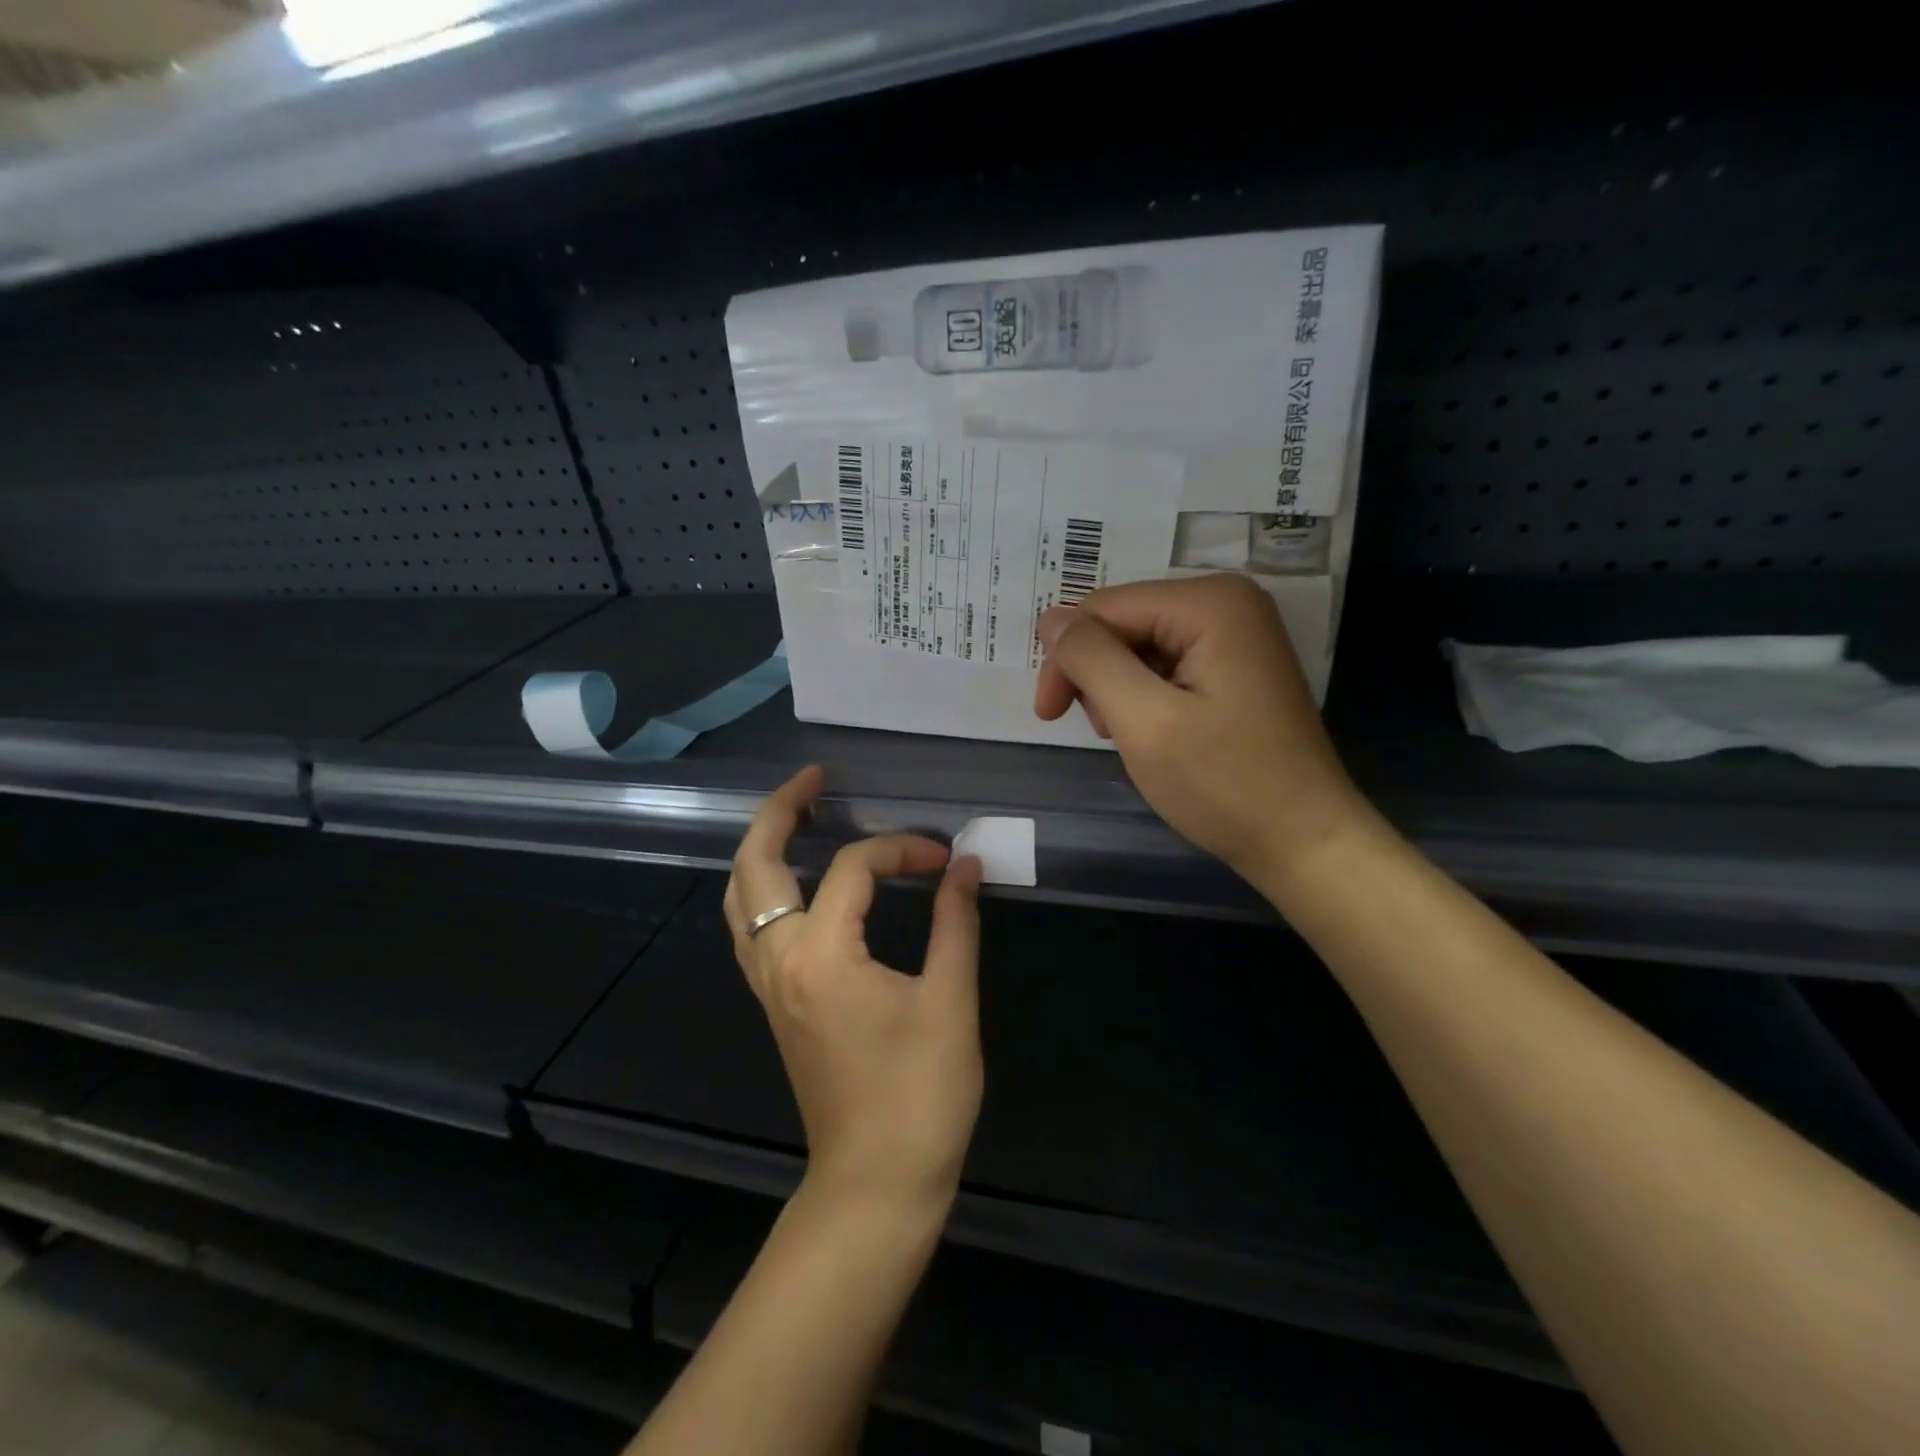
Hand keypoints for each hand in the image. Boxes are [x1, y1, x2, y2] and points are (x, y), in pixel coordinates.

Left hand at [724, 765, 984, 1208]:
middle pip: (755, 867)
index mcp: (821, 955)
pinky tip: (795, 883)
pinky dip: (764, 889)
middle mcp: (779, 962)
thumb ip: (956, 923)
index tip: (944, 861)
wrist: (877, 1183)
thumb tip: (965, 865)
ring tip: (796, 816)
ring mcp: (769, 985)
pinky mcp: (776, 1004)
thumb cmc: (921, 1095)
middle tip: (812, 779)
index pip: (853, 869)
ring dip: (762, 849)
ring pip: (740, 899)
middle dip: (779, 812)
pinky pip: (751, 928)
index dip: (902, 850)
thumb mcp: (950, 1001)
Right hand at [1035, 573, 1372, 887]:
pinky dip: (1146, 697)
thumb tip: (1051, 620)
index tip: (1048, 717)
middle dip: (1098, 676)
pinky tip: (1158, 733)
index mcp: (1209, 601)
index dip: (1066, 659)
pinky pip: (1167, 664)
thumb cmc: (1224, 783)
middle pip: (1123, 623)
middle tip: (1105, 732)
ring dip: (1119, 690)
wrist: (1304, 841)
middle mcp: (1227, 601)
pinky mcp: (1237, 665)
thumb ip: (1091, 660)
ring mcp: (1237, 633)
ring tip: (1135, 737)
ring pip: (1140, 646)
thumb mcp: (1143, 720)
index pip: (1103, 609)